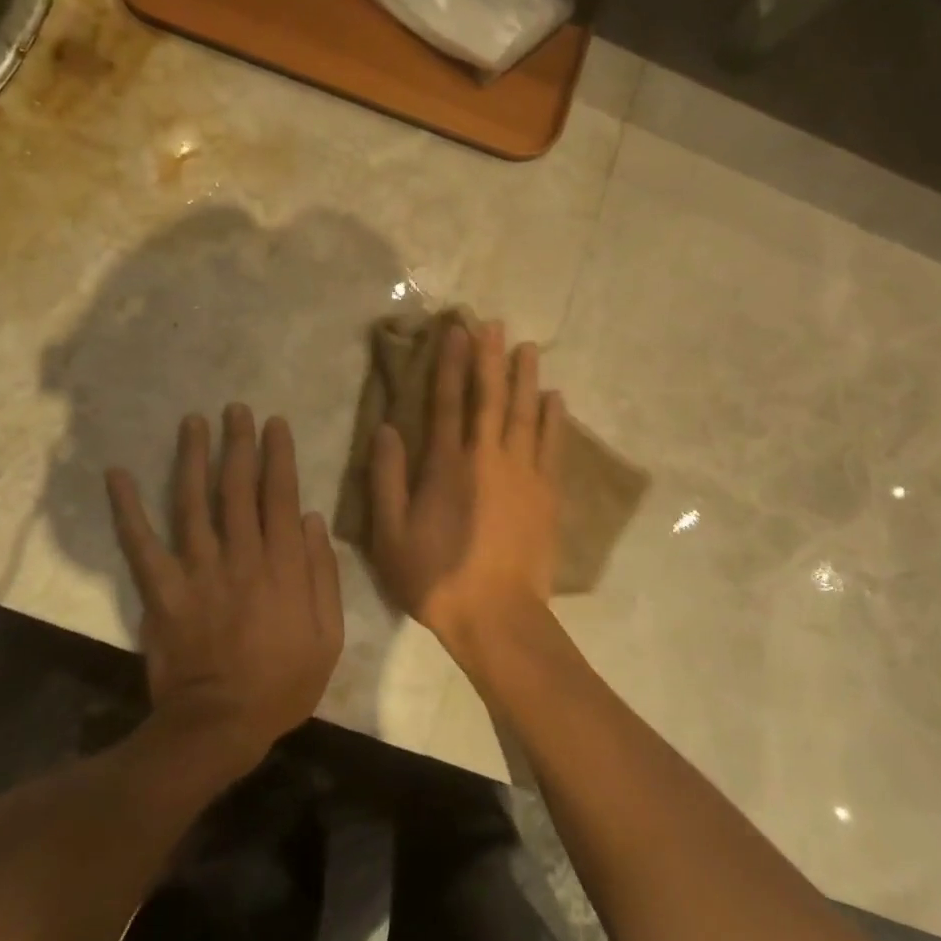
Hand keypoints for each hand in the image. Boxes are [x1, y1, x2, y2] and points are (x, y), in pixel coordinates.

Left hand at [106, 406, 343, 766]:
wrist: (220, 725)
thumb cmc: (283, 682)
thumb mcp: (329, 634)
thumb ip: (323, 574)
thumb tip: (312, 519)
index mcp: (283, 564)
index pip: (280, 495)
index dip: (278, 455)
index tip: (274, 423)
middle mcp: (241, 555)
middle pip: (238, 488)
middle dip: (238, 444)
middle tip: (234, 409)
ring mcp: (198, 570)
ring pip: (194, 502)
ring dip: (193, 458)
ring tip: (192, 422)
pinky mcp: (162, 590)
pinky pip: (142, 544)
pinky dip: (127, 509)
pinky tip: (116, 475)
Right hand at [368, 322, 564, 660]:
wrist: (496, 617)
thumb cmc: (436, 576)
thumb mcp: (391, 534)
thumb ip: (387, 478)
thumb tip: (386, 428)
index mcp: (447, 465)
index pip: (448, 401)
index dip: (451, 363)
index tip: (457, 331)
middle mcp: (487, 457)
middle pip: (490, 397)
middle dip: (491, 358)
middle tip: (495, 324)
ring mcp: (523, 473)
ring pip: (525, 413)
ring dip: (526, 378)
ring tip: (529, 347)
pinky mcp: (547, 493)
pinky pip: (552, 446)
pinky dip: (553, 419)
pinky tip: (555, 398)